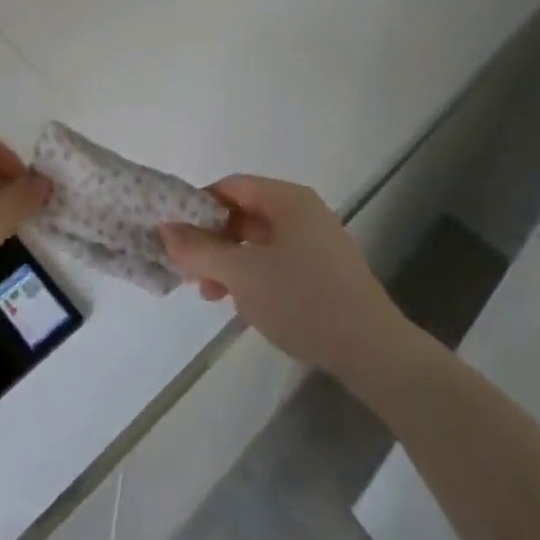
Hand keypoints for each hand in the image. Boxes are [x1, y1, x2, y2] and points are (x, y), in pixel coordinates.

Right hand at [160, 176, 412, 380]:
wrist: (374, 353)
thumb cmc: (303, 301)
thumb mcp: (241, 275)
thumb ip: (199, 249)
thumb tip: (165, 227)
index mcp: (287, 199)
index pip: (230, 187)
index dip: (198, 207)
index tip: (177, 237)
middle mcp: (303, 211)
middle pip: (244, 214)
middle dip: (213, 241)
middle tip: (191, 272)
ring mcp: (318, 241)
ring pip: (259, 241)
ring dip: (231, 263)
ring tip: (213, 296)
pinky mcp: (326, 271)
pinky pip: (279, 260)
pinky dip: (256, 275)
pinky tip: (246, 305)